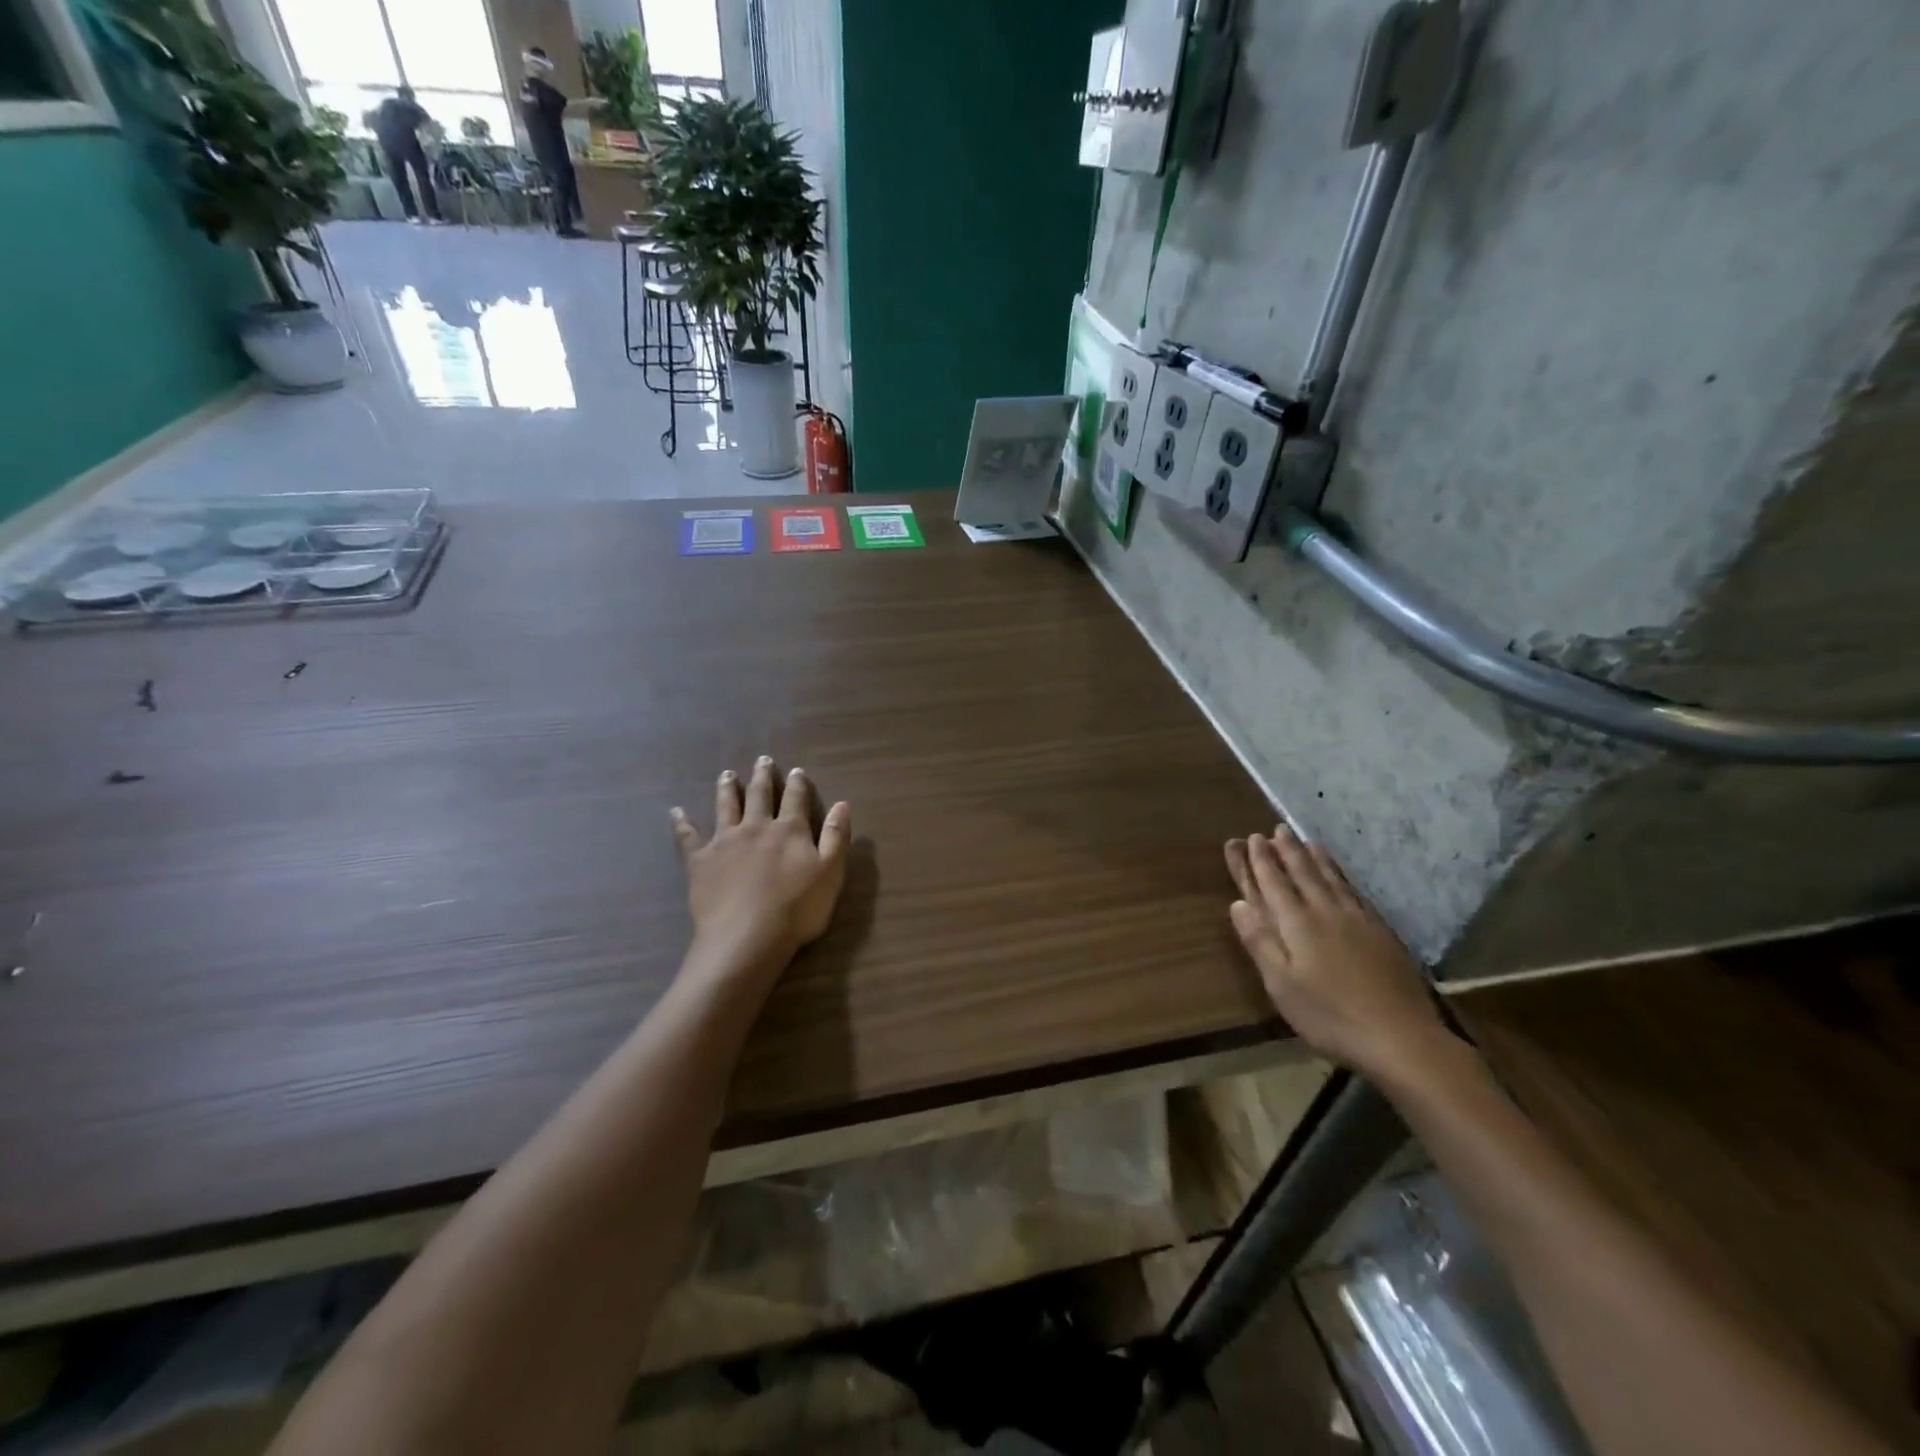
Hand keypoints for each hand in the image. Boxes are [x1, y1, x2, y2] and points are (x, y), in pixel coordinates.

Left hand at [671, 758, 851, 968]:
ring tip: (726, 775)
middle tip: (762, 760)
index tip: (796, 771)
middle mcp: (756, 827)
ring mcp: (725, 841)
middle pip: (759, 795)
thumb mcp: (830, 873)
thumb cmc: (797, 909)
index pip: (795, 799)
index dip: (797, 784)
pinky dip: (682, 823)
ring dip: (727, 789)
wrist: (747, 936)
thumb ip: (836, 837)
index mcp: (790, 829)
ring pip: (725, 807)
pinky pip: (688, 837)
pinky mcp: (700, 861)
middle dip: (762, 777)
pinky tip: (676, 812)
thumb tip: (842, 804)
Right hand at [1225, 827, 1449, 1080]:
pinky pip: (1355, 891)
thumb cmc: (1329, 1015)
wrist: (1401, 1037)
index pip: (1273, 883)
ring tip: (1306, 840)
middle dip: (1287, 850)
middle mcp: (1326, 912)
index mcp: (1297, 924)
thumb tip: (1238, 903)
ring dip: (1315, 857)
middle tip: (1277, 830)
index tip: (1250, 838)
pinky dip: (1342, 876)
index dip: (1259, 861)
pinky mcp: (1381, 932)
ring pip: (1331, 878)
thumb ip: (1260, 941)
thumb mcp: (1281, 984)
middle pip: (1303, 873)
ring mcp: (1358, 920)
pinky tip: (1341, 876)